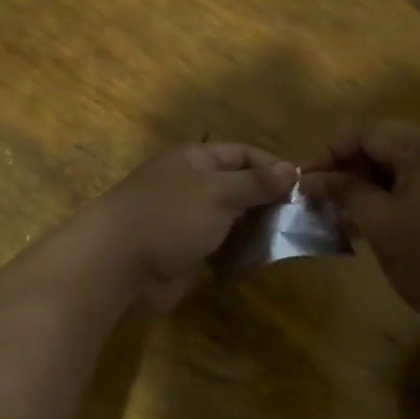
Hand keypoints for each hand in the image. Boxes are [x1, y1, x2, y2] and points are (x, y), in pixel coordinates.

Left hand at [82, 142, 297, 310]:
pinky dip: (238, 253)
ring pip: (231, 219)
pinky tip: (258, 261)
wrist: (118, 264)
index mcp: (195, 159)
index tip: (301, 186)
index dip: (271, 166)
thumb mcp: (219, 192)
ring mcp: (186, 219)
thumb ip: (256, 183)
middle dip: (266, 201)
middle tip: (298, 219)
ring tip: (283, 241)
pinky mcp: (184, 251)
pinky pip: (219, 247)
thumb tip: (291, 169)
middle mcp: (191, 185)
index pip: (242, 153)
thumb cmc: (170, 217)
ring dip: (254, 229)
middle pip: (238, 186)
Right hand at [304, 121, 419, 332]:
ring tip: (357, 220)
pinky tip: (396, 226)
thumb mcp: (382, 226)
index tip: (306, 184)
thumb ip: (346, 192)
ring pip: (415, 166)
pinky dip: (410, 196)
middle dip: (355, 172)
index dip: (330, 154)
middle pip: (393, 146)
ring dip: (381, 187)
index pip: (367, 132)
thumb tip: (312, 178)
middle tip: (329, 206)